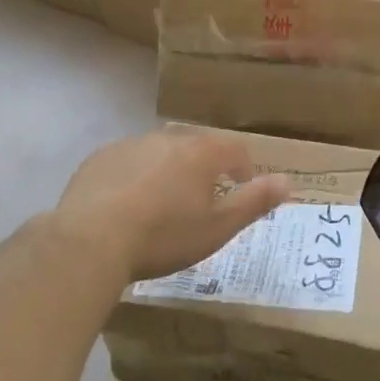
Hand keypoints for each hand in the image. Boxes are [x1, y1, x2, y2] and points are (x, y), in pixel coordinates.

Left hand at [54, 127, 290, 283]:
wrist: (90, 241)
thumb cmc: (163, 236)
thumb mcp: (218, 228)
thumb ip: (254, 202)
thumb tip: (289, 181)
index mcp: (201, 153)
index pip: (234, 149)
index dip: (243, 167)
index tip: (242, 186)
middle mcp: (168, 139)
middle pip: (196, 145)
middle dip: (205, 165)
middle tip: (203, 195)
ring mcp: (130, 145)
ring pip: (160, 151)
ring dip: (169, 168)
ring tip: (163, 200)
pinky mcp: (99, 159)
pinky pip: (127, 161)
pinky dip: (135, 175)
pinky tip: (126, 202)